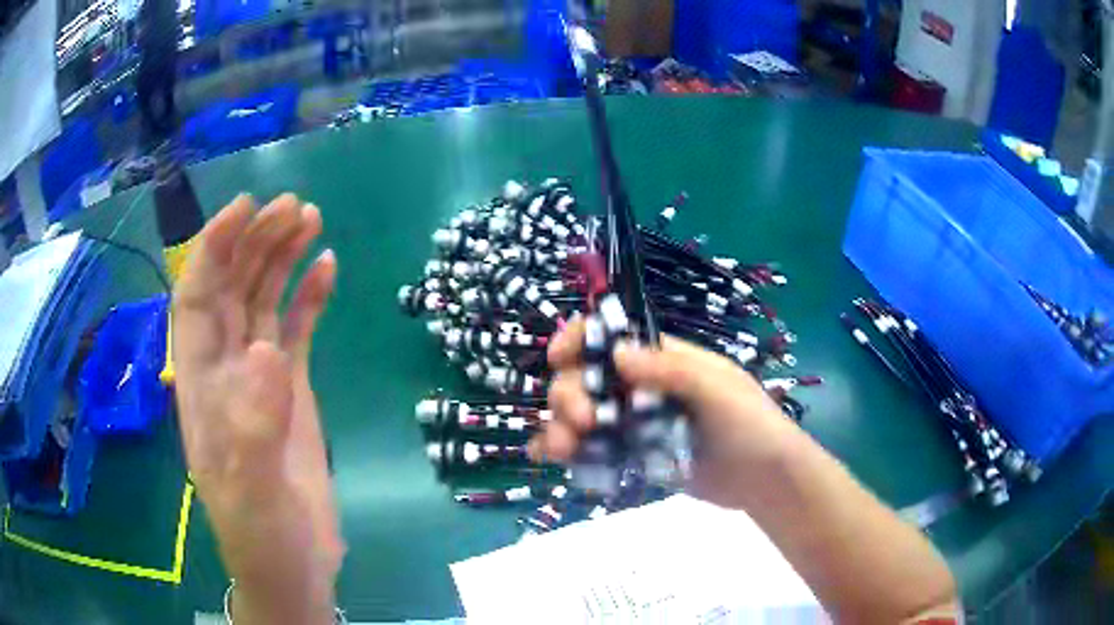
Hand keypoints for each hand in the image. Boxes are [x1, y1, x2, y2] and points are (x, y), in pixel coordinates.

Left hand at [172, 194, 341, 622]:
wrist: (294, 563)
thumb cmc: (263, 535)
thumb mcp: (252, 492)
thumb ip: (253, 424)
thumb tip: (268, 350)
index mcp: (201, 384)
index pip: (196, 299)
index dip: (214, 250)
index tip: (244, 209)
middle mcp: (225, 369)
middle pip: (232, 289)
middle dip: (255, 242)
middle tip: (292, 207)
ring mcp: (260, 377)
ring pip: (264, 300)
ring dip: (281, 257)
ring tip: (310, 219)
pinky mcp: (291, 389)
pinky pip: (297, 328)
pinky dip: (309, 296)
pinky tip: (326, 267)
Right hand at [530, 318, 800, 508]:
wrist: (763, 479)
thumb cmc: (749, 423)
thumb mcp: (717, 389)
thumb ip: (670, 370)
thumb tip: (616, 352)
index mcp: (661, 360)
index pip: (611, 337)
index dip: (579, 340)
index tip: (558, 359)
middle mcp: (641, 387)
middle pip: (586, 378)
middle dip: (570, 395)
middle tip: (584, 422)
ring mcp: (634, 423)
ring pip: (582, 415)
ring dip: (560, 425)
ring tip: (559, 450)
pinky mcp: (632, 455)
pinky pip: (592, 448)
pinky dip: (566, 451)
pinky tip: (546, 458)